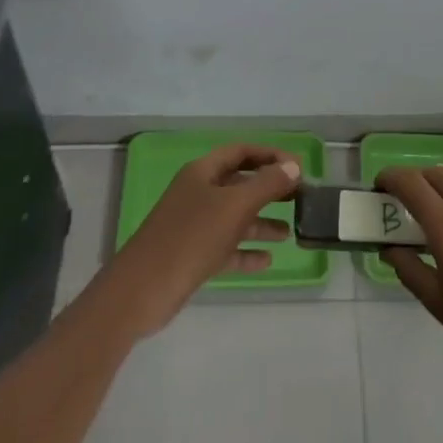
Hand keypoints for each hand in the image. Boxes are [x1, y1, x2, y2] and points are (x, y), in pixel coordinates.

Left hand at [100, 144, 300, 335]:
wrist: (143, 290)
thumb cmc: (190, 237)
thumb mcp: (233, 207)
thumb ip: (266, 185)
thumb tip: (294, 167)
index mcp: (202, 172)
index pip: (241, 152)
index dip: (270, 155)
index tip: (299, 168)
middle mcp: (198, 193)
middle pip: (239, 184)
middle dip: (269, 189)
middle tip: (300, 198)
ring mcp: (194, 225)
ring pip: (234, 217)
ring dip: (261, 222)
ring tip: (290, 232)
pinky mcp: (193, 255)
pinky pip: (227, 247)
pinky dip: (246, 251)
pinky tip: (268, 260)